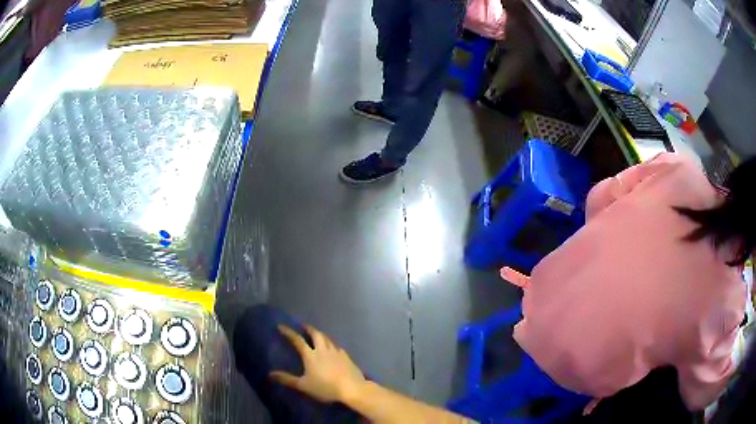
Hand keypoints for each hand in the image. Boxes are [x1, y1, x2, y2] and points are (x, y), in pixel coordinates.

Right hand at [270, 324, 365, 403]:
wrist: (351, 388)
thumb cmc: (325, 387)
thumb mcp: (303, 385)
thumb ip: (287, 379)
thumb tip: (270, 374)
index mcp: (311, 355)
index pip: (297, 340)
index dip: (288, 332)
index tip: (281, 326)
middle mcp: (323, 349)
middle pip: (316, 334)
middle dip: (308, 329)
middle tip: (303, 326)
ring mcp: (336, 352)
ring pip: (327, 338)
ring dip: (320, 335)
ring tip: (317, 335)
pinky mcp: (346, 357)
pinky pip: (337, 346)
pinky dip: (331, 344)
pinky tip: (333, 348)